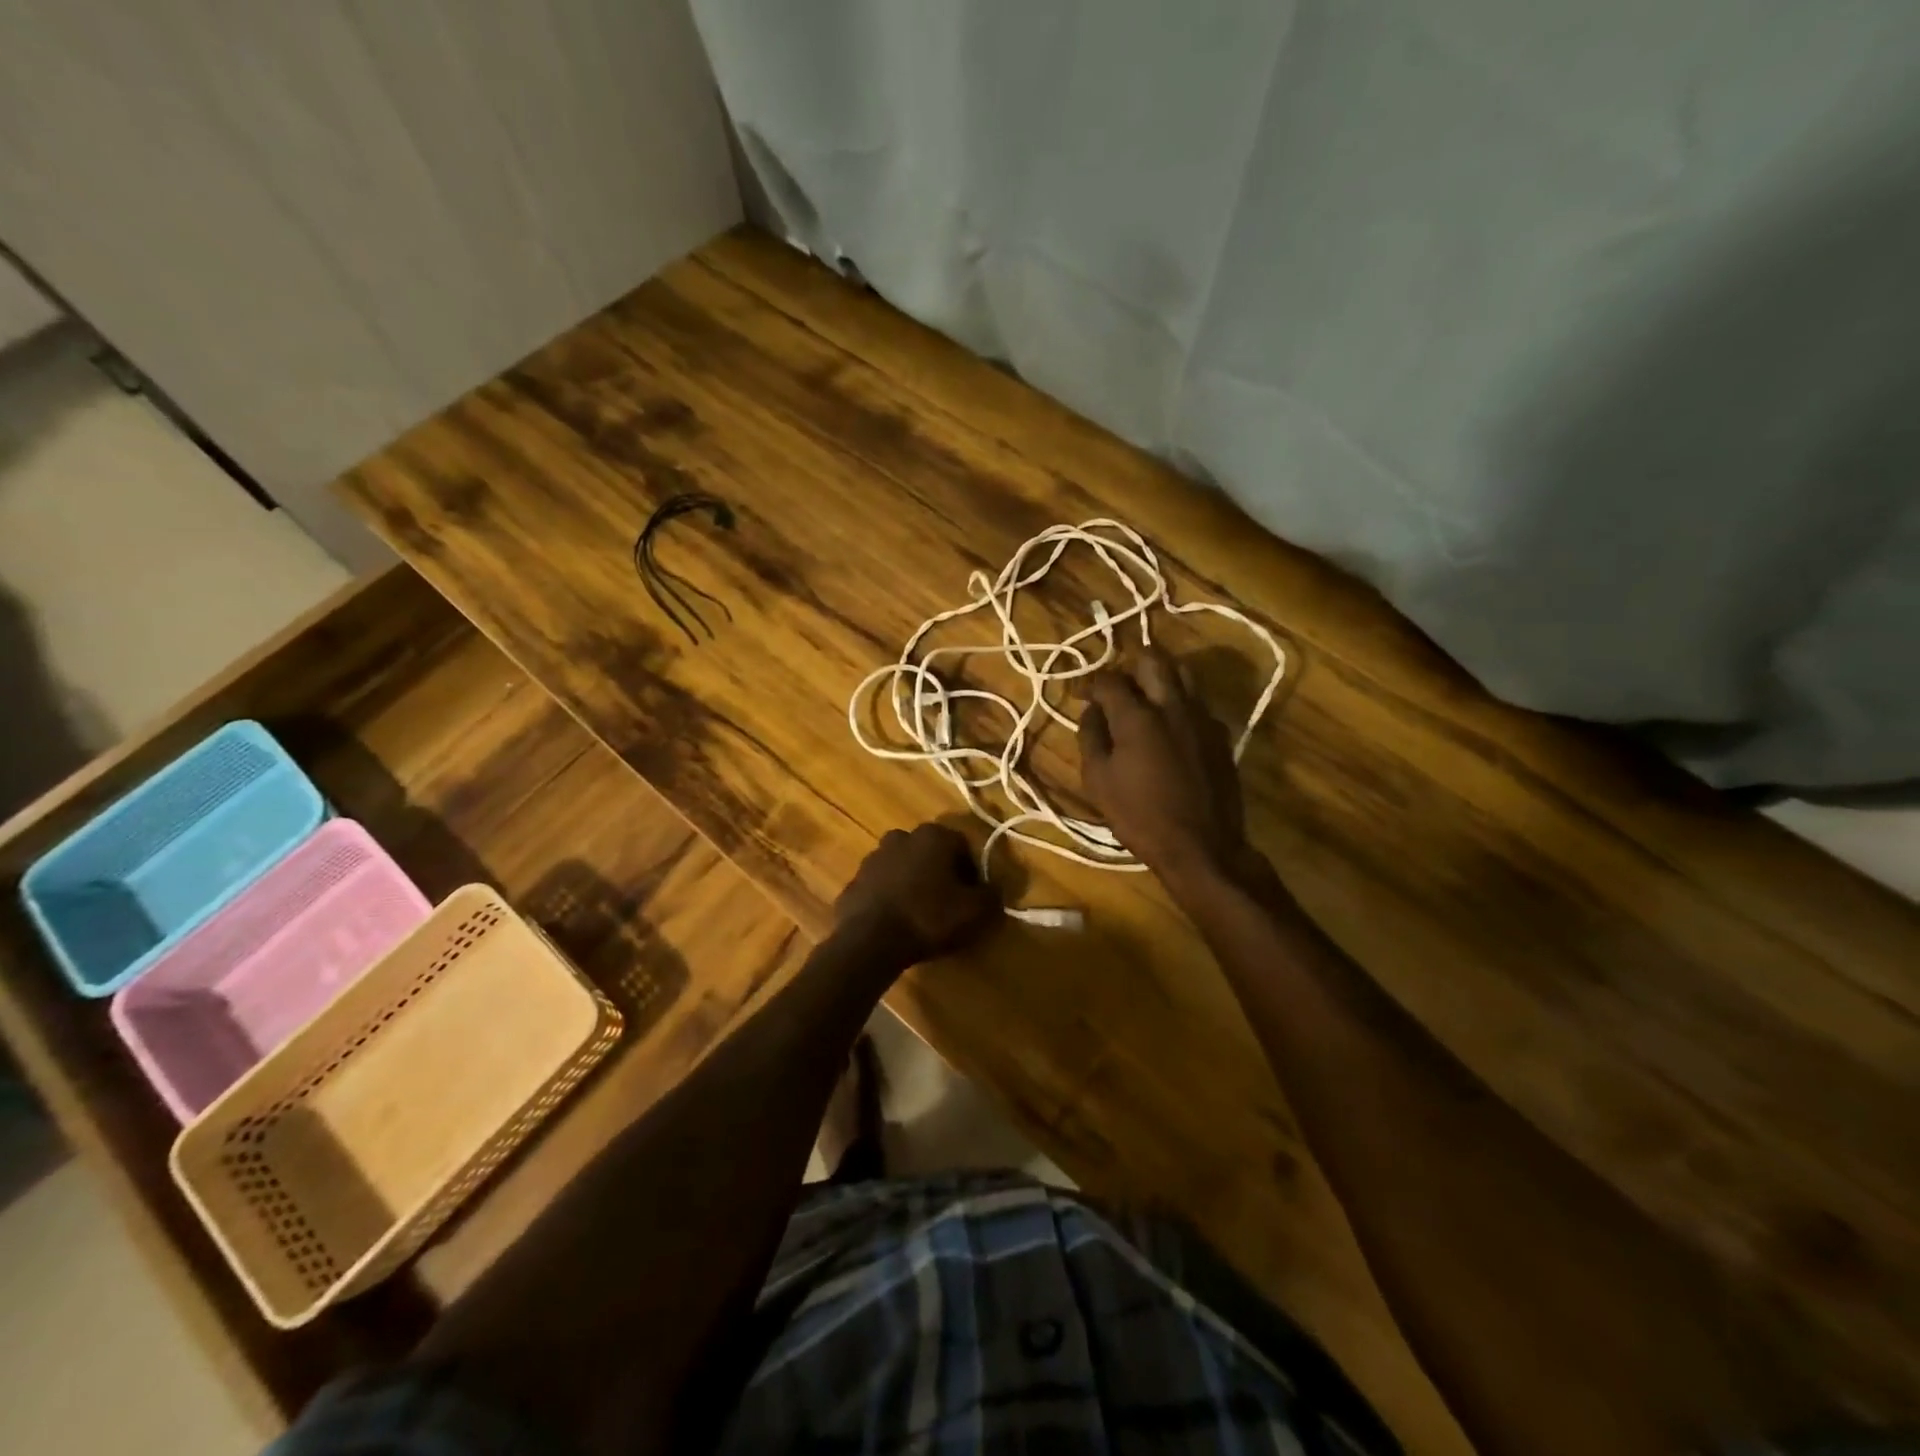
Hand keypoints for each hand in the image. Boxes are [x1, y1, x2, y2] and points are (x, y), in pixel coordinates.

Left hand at [834, 823, 1002, 969]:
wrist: (870, 940)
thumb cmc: (928, 918)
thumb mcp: (975, 912)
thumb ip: (992, 895)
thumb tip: (993, 889)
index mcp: (933, 836)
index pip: (963, 846)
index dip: (972, 872)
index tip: (973, 897)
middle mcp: (902, 836)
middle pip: (931, 854)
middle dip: (942, 874)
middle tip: (949, 905)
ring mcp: (874, 857)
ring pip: (905, 867)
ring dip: (915, 884)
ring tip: (922, 916)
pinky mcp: (855, 879)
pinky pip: (882, 885)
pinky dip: (892, 897)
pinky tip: (898, 922)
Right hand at [1079, 648, 1249, 883]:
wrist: (1201, 846)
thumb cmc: (1139, 816)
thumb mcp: (1098, 780)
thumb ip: (1091, 737)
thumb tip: (1092, 711)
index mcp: (1137, 716)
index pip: (1109, 680)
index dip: (1090, 683)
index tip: (1080, 695)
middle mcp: (1173, 705)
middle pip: (1153, 660)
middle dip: (1130, 664)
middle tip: (1117, 684)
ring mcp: (1202, 717)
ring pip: (1182, 674)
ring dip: (1159, 677)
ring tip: (1145, 697)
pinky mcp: (1221, 734)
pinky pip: (1197, 702)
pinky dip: (1179, 703)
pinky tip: (1170, 726)